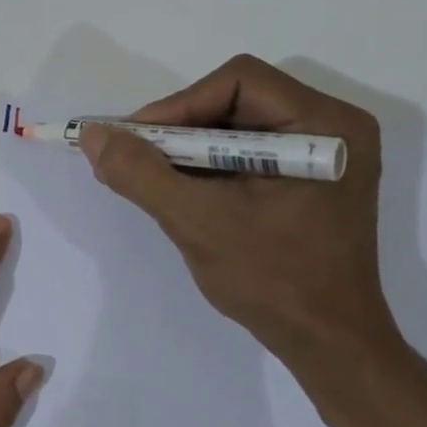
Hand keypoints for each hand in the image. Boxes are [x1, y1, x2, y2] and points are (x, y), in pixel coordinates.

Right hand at [78, 55, 398, 372]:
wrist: (328, 344)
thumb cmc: (274, 281)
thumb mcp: (198, 223)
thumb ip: (141, 174)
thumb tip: (93, 135)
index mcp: (324, 126)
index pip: (238, 82)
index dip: (178, 105)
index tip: (135, 142)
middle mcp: (332, 127)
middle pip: (237, 99)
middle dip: (180, 129)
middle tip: (138, 159)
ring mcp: (324, 154)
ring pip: (238, 126)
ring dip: (190, 149)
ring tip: (154, 179)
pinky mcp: (310, 179)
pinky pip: (248, 152)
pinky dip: (209, 167)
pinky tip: (184, 192)